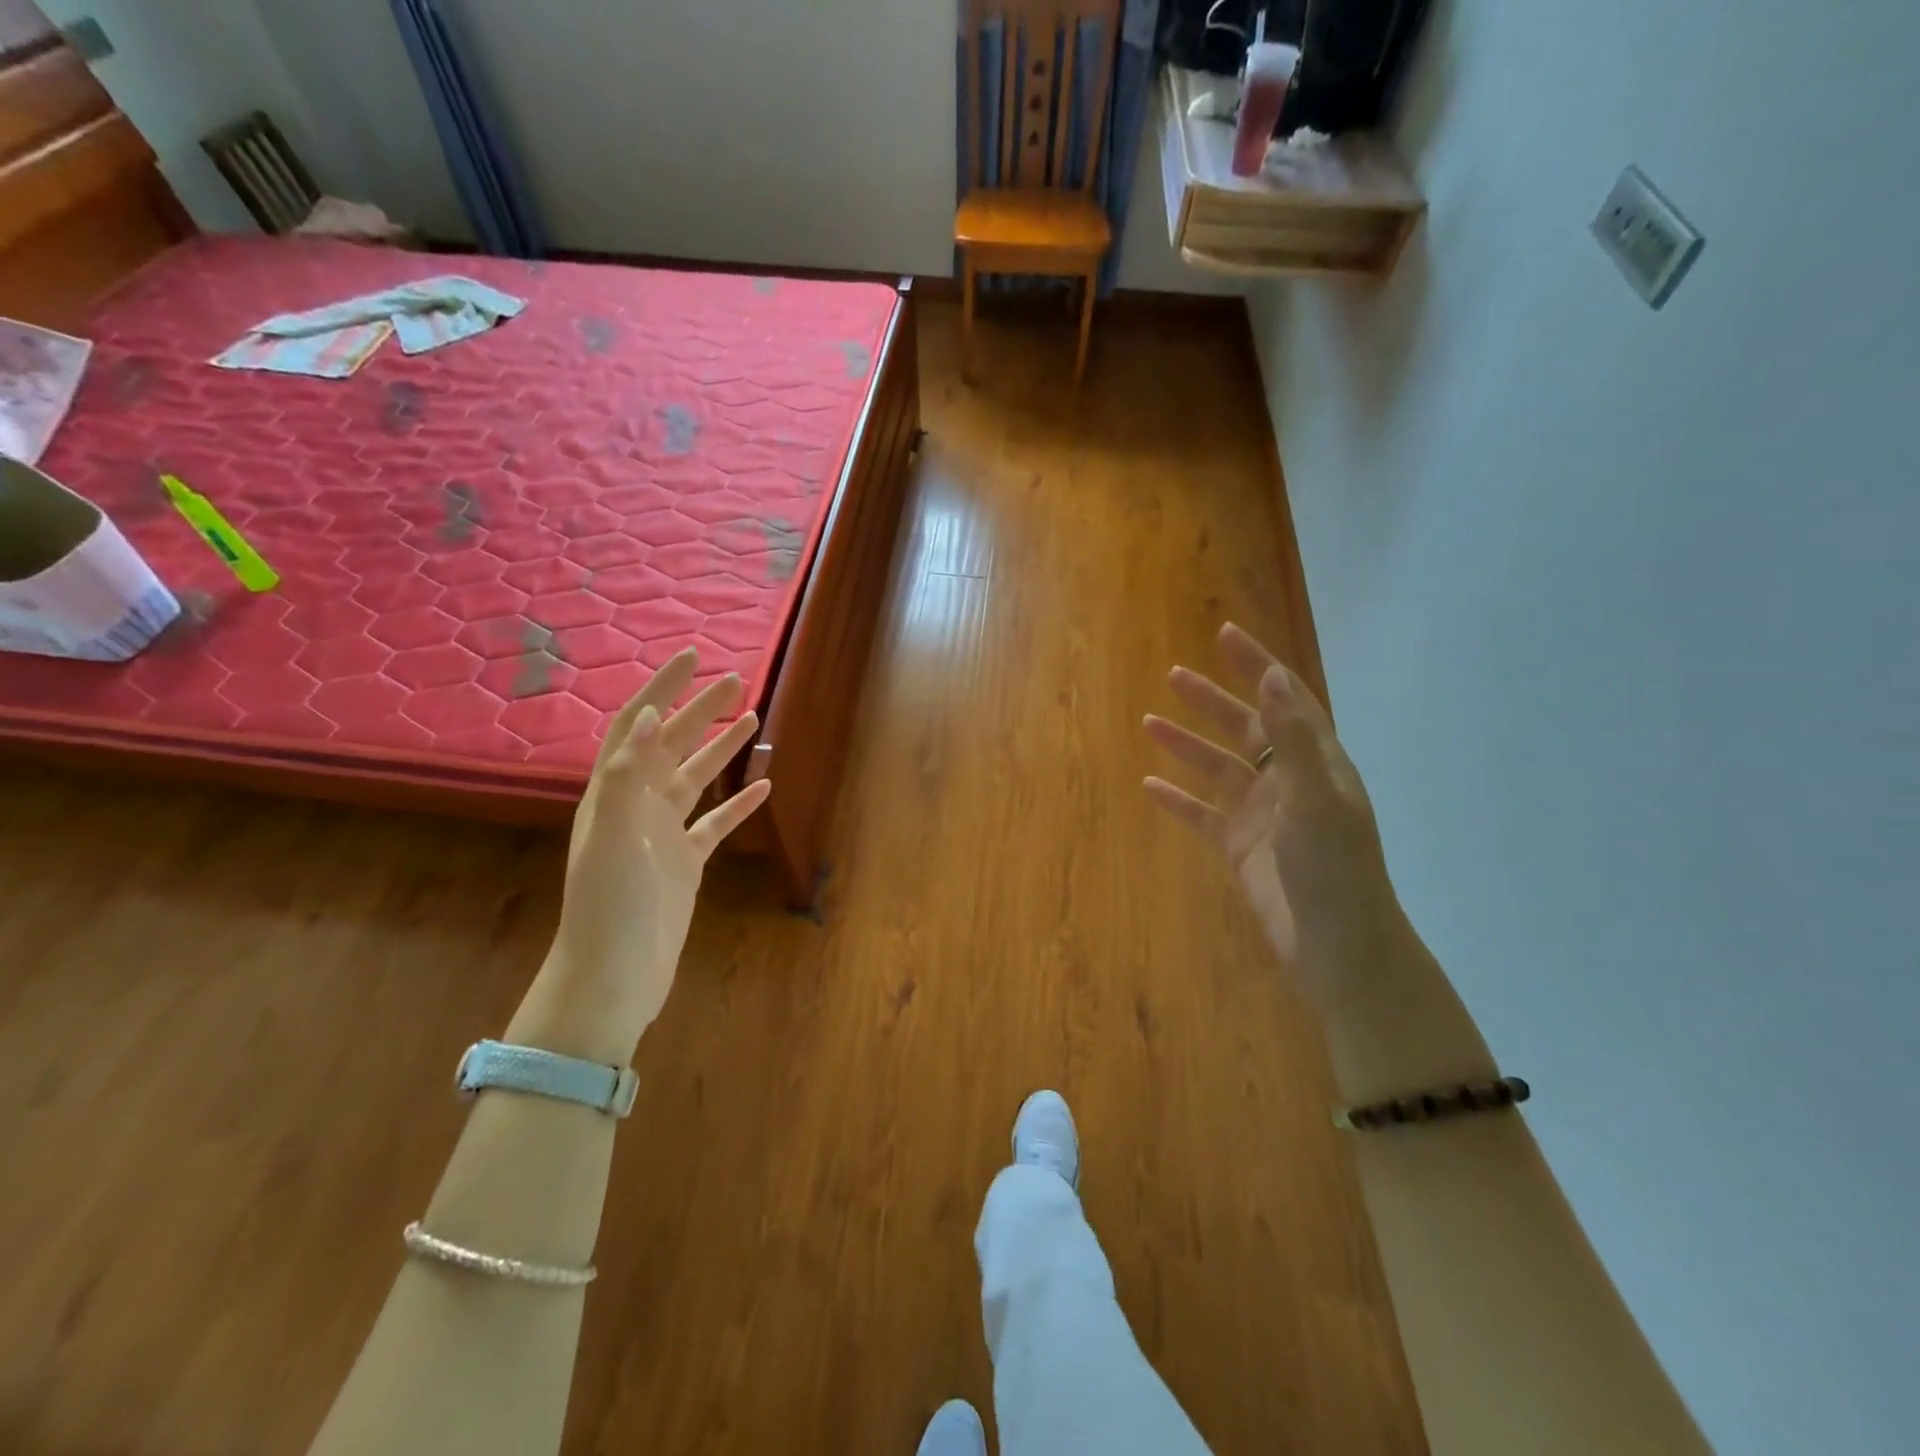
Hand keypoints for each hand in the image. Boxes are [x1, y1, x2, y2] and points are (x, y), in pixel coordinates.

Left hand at [519, 648, 770, 1063]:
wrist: (614, 976)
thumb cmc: (609, 906)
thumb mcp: (611, 837)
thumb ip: (626, 777)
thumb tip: (644, 718)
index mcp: (614, 793)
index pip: (637, 726)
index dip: (661, 689)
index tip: (692, 657)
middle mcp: (636, 806)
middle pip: (671, 745)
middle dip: (700, 710)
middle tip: (736, 681)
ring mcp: (662, 834)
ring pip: (696, 778)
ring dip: (720, 748)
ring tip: (751, 719)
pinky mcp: (686, 862)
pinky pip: (715, 823)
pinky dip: (737, 803)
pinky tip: (762, 788)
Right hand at [1144, 624, 1396, 985]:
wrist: (1336, 947)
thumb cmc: (1334, 869)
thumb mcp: (1316, 799)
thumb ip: (1292, 739)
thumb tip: (1272, 677)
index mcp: (1316, 763)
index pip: (1285, 699)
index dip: (1257, 665)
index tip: (1225, 635)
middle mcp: (1288, 782)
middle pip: (1245, 728)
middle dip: (1211, 700)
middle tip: (1174, 675)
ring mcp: (1262, 815)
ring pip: (1217, 768)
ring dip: (1186, 744)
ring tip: (1149, 723)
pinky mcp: (1239, 847)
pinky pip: (1201, 814)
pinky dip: (1177, 799)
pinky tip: (1148, 784)